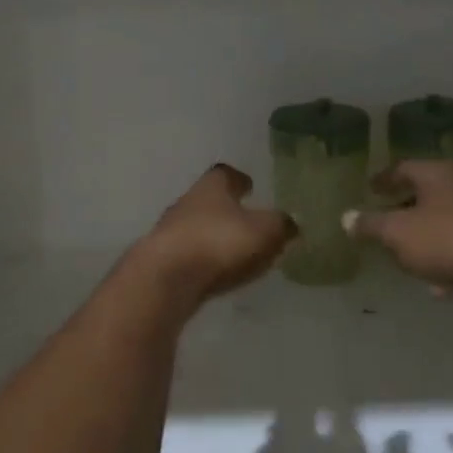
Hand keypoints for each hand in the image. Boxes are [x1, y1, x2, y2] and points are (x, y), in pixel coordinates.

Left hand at [140, 164, 296, 300]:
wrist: (164, 278)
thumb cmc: (218, 241)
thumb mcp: (264, 231)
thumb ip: (280, 225)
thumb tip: (290, 222)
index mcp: (211, 187)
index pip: (225, 174)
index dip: (239, 179)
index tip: (249, 185)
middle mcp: (187, 203)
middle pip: (209, 201)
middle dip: (227, 209)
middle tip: (248, 220)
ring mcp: (170, 233)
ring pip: (198, 229)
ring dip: (215, 237)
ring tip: (237, 251)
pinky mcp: (163, 263)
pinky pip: (191, 257)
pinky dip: (206, 261)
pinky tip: (219, 273)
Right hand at [347, 160, 452, 291]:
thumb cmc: (449, 240)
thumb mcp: (397, 233)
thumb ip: (371, 225)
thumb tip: (346, 217)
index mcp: (438, 175)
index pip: (403, 168)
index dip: (383, 179)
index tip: (369, 187)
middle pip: (426, 194)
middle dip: (404, 208)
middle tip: (382, 219)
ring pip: (444, 224)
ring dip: (424, 237)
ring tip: (402, 254)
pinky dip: (445, 262)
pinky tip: (435, 285)